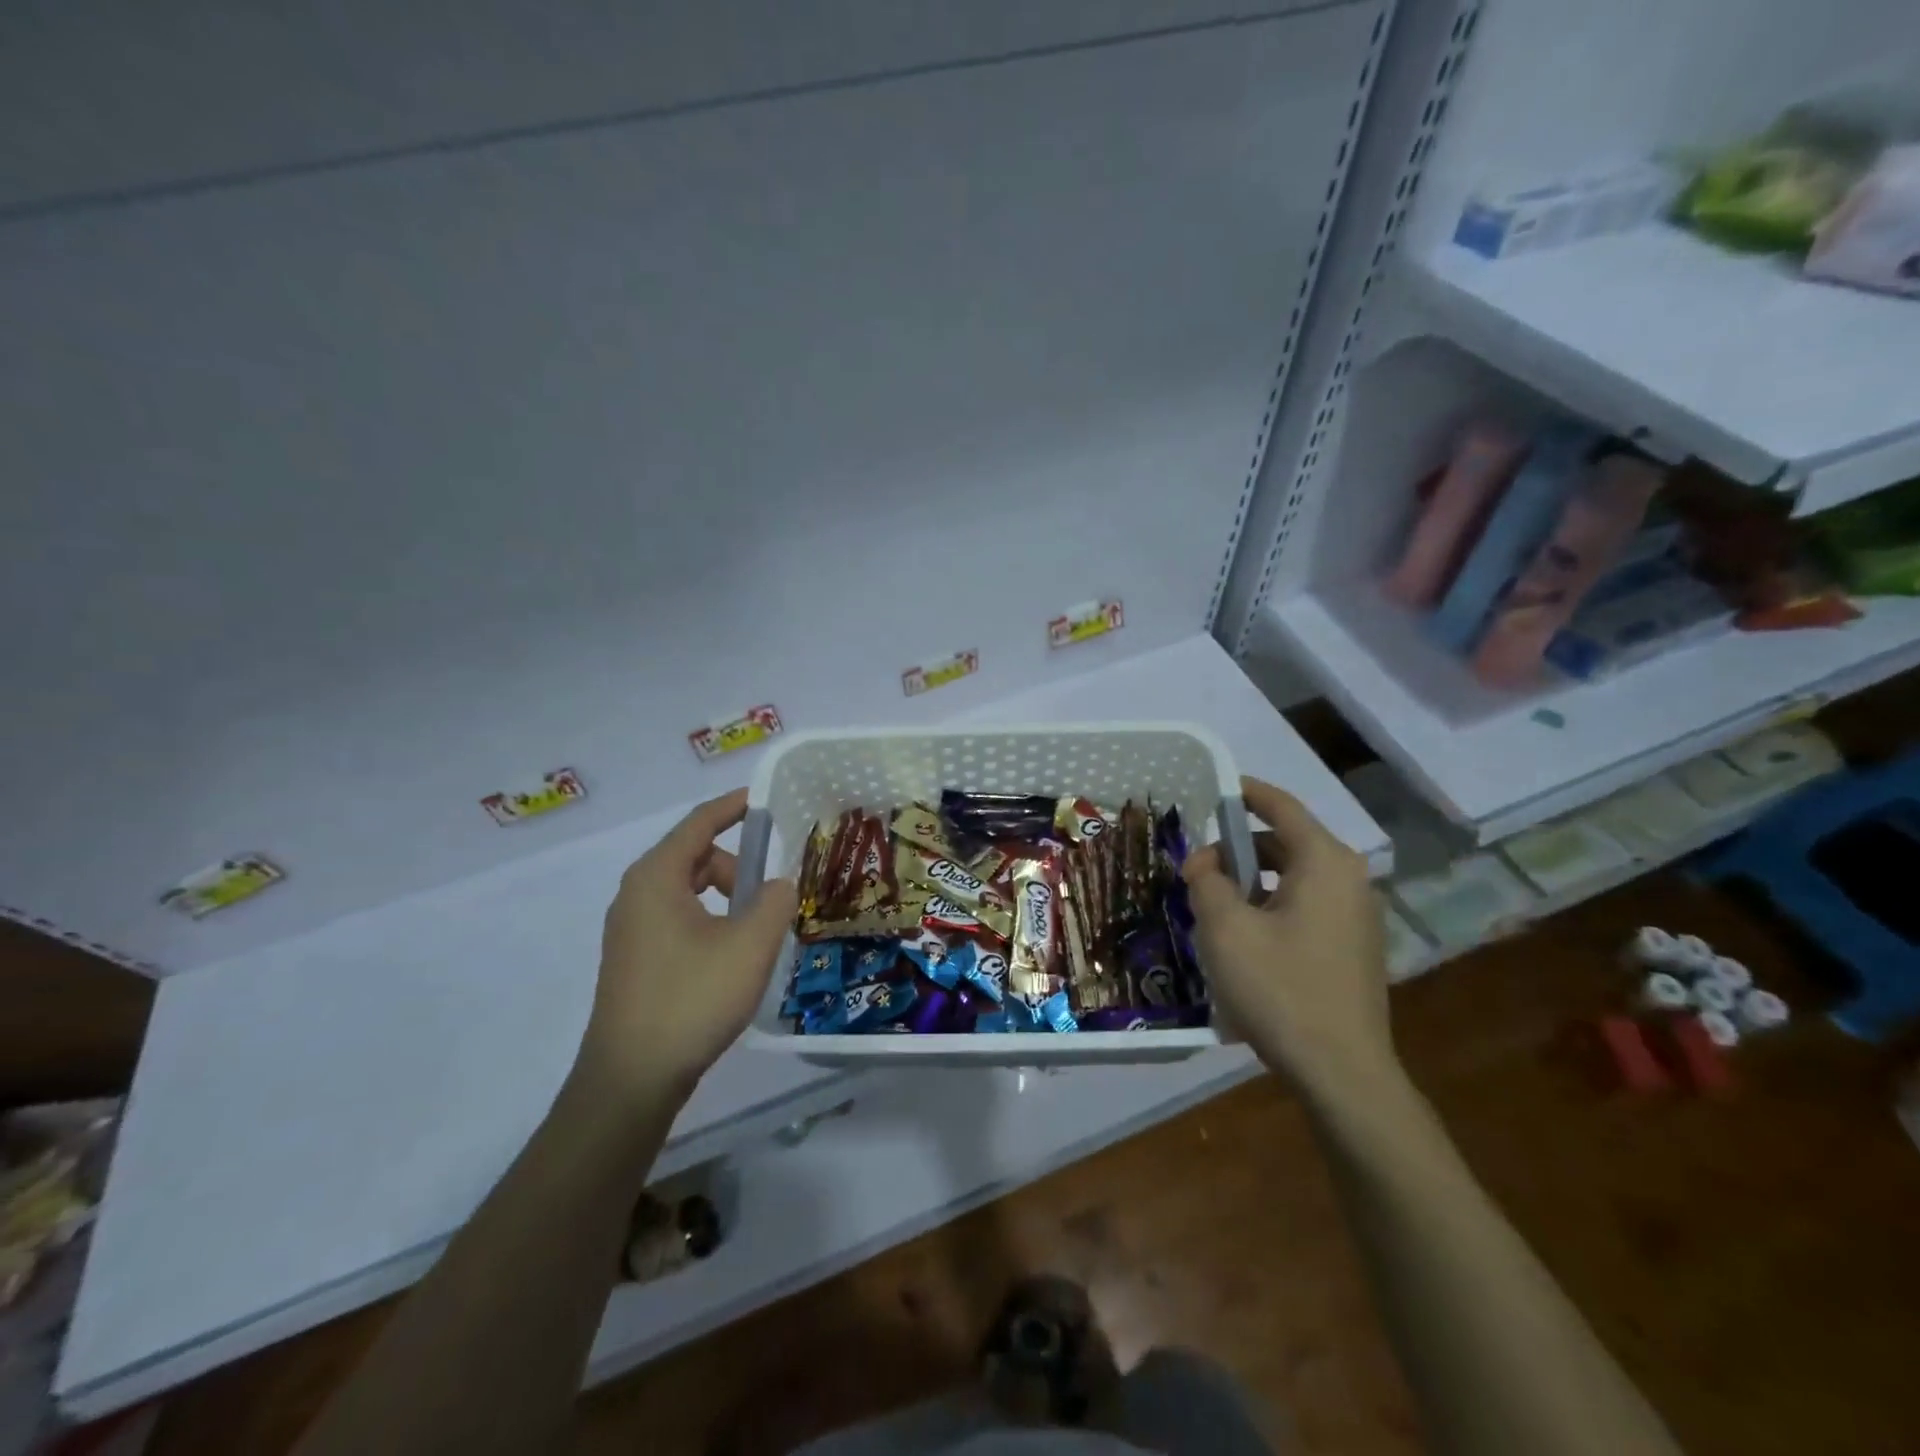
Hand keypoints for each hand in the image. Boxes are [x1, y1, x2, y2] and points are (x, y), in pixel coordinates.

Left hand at [574, 789, 797, 1104]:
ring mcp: (630, 930)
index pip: (699, 823)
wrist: (632, 1079)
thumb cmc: (691, 999)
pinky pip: (677, 918)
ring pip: (687, 891)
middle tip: (772, 892)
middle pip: (694, 857)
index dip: (733, 807)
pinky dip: (709, 919)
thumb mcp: (750, 944)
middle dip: (737, 865)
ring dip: (725, 897)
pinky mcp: (634, 960)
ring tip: (757, 930)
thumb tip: (777, 886)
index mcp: (656, 878)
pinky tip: (731, 956)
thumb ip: (775, 901)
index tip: (765, 800)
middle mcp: (636, 895)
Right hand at [1184, 777, 1397, 1102]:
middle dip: (1234, 850)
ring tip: (1211, 907)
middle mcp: (1348, 879)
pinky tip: (1242, 937)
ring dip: (1249, 881)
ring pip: (1292, 877)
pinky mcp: (1353, 947)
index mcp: (1325, 863)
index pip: (1281, 807)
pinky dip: (1270, 905)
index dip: (1245, 793)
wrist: (1342, 1072)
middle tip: (1194, 873)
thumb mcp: (1225, 928)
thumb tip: (1205, 865)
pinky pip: (1304, 906)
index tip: (1212, 790)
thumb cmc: (1280, 988)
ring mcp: (1356, 916)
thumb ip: (1207, 882)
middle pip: (1284, 843)